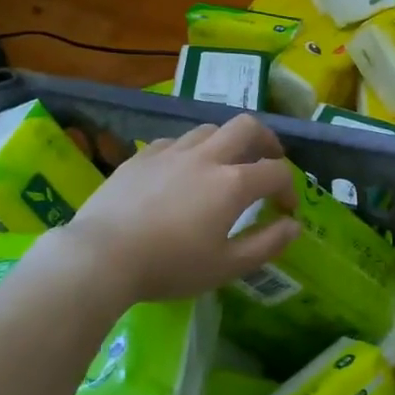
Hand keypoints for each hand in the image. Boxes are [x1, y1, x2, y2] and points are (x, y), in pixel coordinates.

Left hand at [49, 116, 299, 304]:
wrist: (100, 256)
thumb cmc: (169, 266)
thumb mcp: (226, 267)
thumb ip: (266, 244)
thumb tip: (294, 226)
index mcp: (232, 184)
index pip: (275, 172)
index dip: (288, 188)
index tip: (285, 209)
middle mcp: (207, 157)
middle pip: (247, 127)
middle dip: (266, 140)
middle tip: (268, 159)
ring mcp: (172, 151)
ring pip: (210, 128)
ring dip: (227, 141)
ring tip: (225, 163)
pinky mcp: (142, 155)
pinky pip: (176, 141)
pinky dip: (190, 150)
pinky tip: (182, 170)